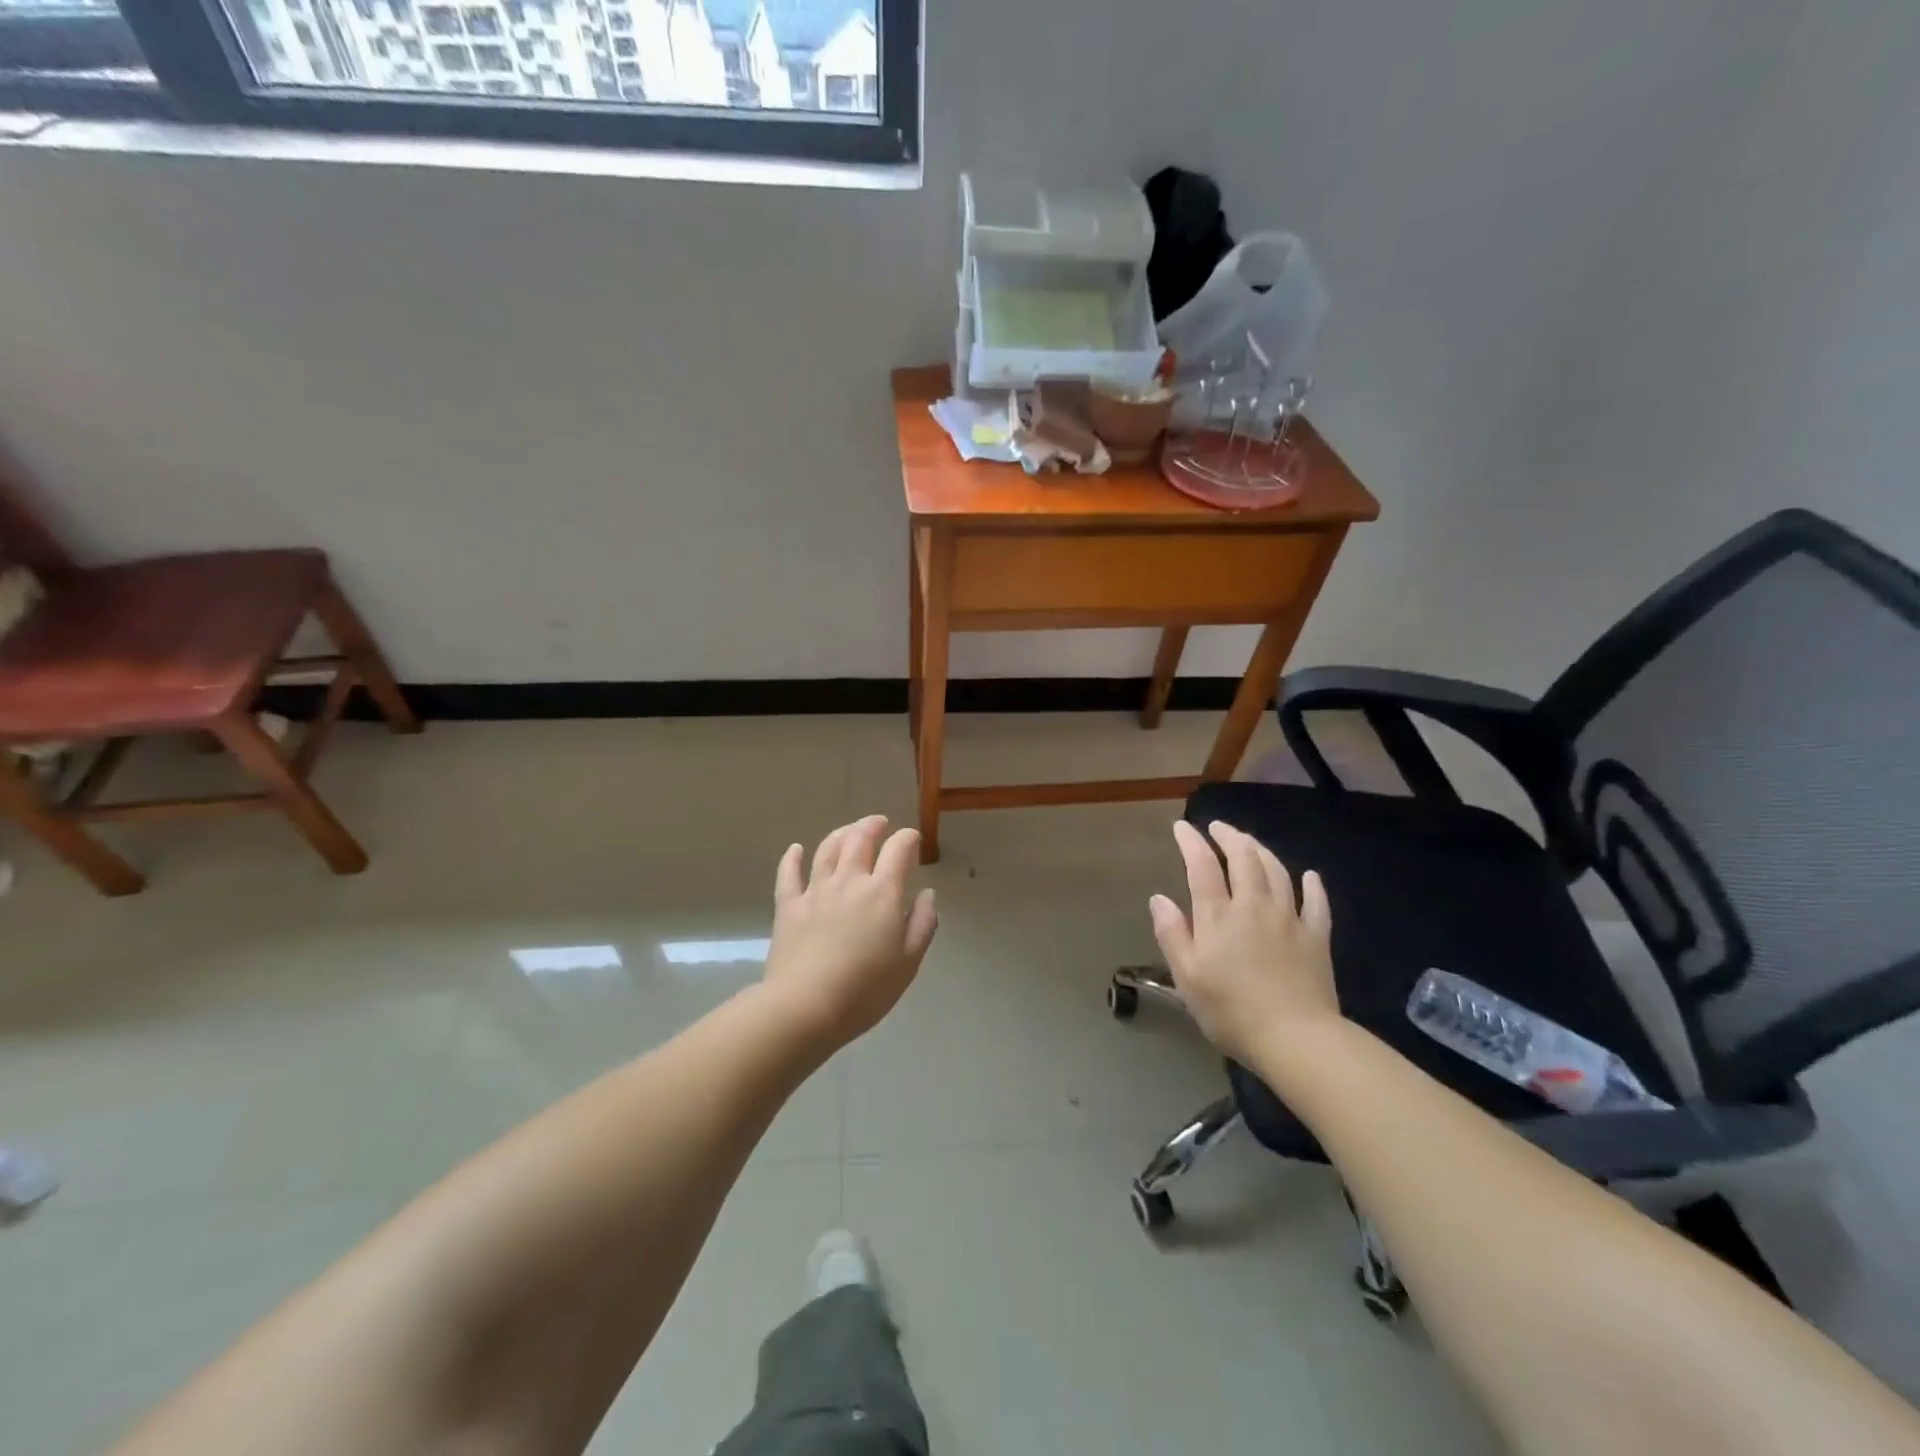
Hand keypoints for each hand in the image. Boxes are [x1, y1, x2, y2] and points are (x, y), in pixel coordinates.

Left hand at [763, 815, 938, 1048]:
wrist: (806, 1007)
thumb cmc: (865, 989)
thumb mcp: (909, 961)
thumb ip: (922, 923)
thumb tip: (926, 893)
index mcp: (882, 892)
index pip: (898, 851)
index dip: (907, 839)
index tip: (912, 838)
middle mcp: (849, 881)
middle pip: (860, 840)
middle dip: (872, 826)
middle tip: (879, 823)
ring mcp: (815, 891)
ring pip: (827, 849)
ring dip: (841, 834)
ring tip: (849, 830)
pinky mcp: (788, 906)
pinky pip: (789, 874)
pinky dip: (793, 857)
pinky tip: (796, 849)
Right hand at [1149, 820, 1339, 1064]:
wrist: (1296, 1039)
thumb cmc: (1231, 1011)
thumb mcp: (1187, 977)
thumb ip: (1172, 934)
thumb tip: (1158, 898)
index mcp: (1218, 916)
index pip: (1202, 866)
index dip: (1191, 842)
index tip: (1182, 827)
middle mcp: (1254, 906)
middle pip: (1244, 858)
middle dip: (1230, 837)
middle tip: (1218, 827)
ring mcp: (1289, 919)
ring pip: (1277, 872)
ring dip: (1262, 851)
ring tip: (1250, 842)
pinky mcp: (1316, 938)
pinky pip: (1316, 903)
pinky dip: (1312, 885)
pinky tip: (1309, 875)